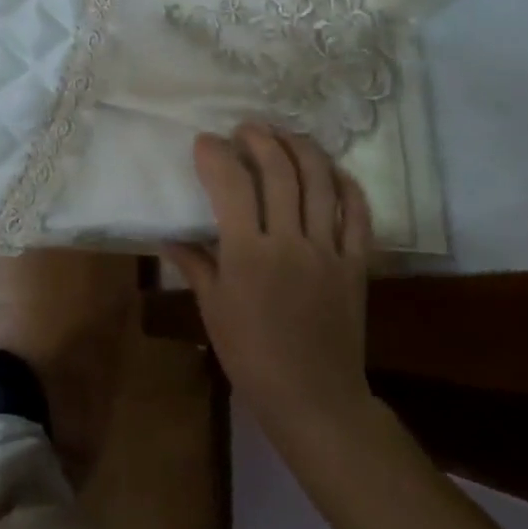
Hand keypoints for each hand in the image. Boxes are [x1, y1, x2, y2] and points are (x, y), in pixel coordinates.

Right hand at [166, 124, 374, 439]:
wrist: (315, 400)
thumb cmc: (252, 356)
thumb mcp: (213, 309)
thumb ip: (196, 264)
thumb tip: (170, 237)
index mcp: (248, 254)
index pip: (231, 185)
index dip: (216, 154)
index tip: (205, 141)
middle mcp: (289, 242)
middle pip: (278, 171)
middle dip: (259, 139)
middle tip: (245, 128)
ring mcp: (327, 251)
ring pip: (320, 182)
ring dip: (300, 148)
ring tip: (284, 134)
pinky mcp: (355, 264)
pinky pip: (357, 214)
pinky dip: (346, 184)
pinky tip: (330, 169)